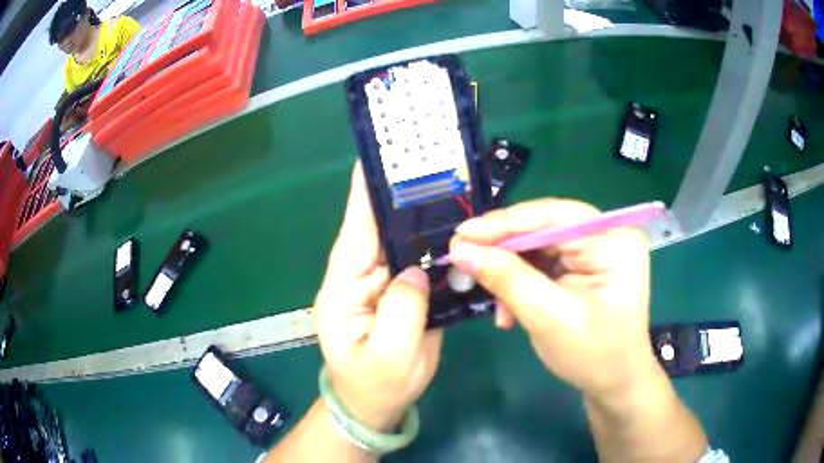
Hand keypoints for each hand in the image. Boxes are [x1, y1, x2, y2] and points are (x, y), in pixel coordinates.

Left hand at [313, 162, 442, 430]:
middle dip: (403, 195)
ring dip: (424, 216)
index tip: (380, 156)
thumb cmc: (374, 385)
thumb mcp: (388, 355)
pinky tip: (460, 229)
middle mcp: (362, 275)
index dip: (367, 192)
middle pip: (382, 228)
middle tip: (432, 162)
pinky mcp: (405, 292)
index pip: (356, 230)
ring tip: (451, 185)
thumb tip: (417, 270)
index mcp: (344, 286)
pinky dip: (438, 245)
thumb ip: (402, 310)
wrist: (378, 405)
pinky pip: (422, 261)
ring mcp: (385, 282)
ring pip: (405, 241)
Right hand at [448, 199, 659, 399]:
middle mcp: (607, 234)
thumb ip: (505, 279)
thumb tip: (460, 249)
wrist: (615, 382)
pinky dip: (522, 282)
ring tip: (494, 304)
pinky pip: (545, 261)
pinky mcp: (587, 263)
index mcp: (612, 240)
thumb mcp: (547, 317)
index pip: (552, 216)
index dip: (504, 224)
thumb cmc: (592, 355)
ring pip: (539, 245)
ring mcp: (597, 248)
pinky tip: (509, 308)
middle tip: (464, 261)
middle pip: (544, 227)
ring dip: (511, 272)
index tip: (461, 234)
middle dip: (504, 251)